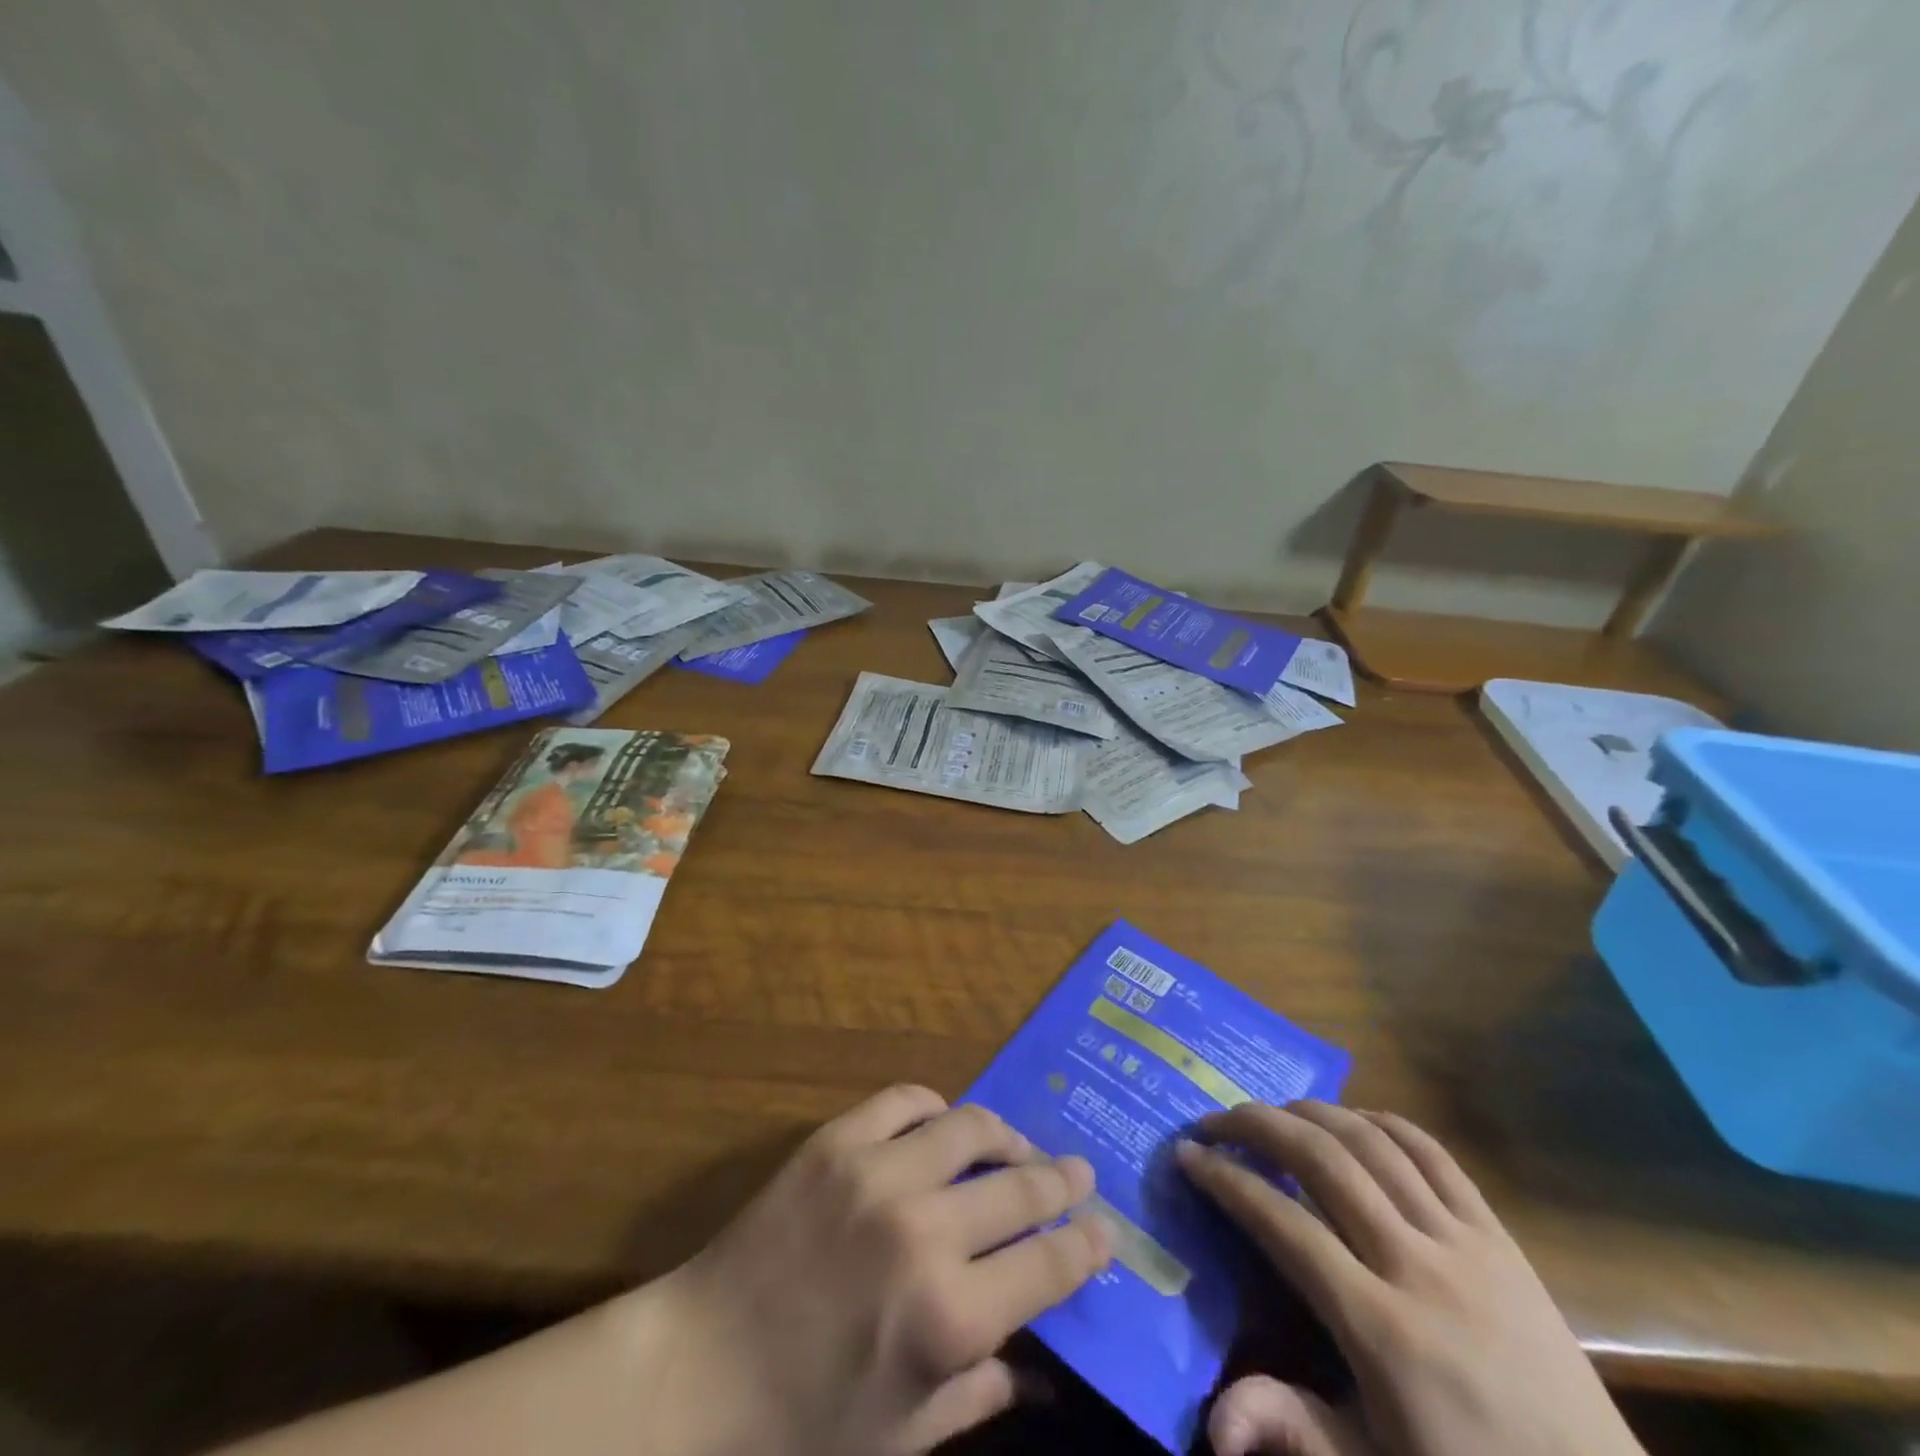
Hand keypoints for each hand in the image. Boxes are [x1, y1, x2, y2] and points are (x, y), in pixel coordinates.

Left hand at [634, 1084, 1109, 1455]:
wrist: (699, 1371)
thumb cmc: (804, 1424)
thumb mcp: (906, 1435)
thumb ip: (984, 1393)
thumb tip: (1048, 1374)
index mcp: (951, 1317)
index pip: (1049, 1264)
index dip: (1086, 1244)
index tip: (1103, 1231)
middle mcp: (926, 1232)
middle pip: (1022, 1187)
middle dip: (1062, 1181)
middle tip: (1080, 1173)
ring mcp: (879, 1173)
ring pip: (971, 1127)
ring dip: (1008, 1134)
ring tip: (1020, 1144)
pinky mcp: (837, 1141)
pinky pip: (903, 1100)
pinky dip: (934, 1106)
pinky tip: (943, 1123)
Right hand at [1179, 1103, 1643, 1455]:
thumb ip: (1291, 1432)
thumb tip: (1215, 1425)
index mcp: (1382, 1330)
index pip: (1284, 1225)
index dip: (1228, 1181)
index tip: (1189, 1154)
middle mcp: (1417, 1267)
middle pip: (1322, 1160)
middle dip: (1257, 1125)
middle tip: (1215, 1119)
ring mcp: (1464, 1244)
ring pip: (1371, 1143)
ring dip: (1311, 1113)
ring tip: (1272, 1114)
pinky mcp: (1499, 1236)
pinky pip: (1433, 1155)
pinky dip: (1380, 1123)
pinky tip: (1349, 1122)